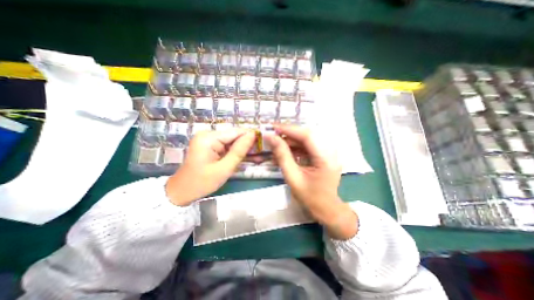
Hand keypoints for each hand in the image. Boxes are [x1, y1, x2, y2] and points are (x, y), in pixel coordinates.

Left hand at [166, 128, 254, 207]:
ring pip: (232, 142)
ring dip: (243, 150)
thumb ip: (239, 151)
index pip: (236, 132)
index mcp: (209, 138)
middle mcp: (208, 134)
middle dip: (247, 145)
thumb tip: (252, 135)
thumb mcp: (224, 168)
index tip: (264, 142)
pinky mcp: (210, 146)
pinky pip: (226, 147)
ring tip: (257, 157)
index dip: (251, 136)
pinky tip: (246, 157)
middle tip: (261, 153)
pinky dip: (235, 153)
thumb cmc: (202, 182)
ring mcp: (208, 140)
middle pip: (234, 136)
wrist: (181, 192)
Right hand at [267, 126, 357, 240]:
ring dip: (292, 140)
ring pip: (308, 139)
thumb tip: (271, 138)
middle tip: (273, 135)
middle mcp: (330, 152)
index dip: (289, 129)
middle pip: (308, 135)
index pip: (307, 136)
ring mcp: (329, 153)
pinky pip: (309, 146)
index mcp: (325, 158)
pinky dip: (296, 147)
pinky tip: (286, 151)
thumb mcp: (292, 177)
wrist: (326, 209)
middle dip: (289, 134)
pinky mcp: (325, 155)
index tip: (273, 127)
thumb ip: (282, 156)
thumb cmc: (310, 197)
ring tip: (277, 144)